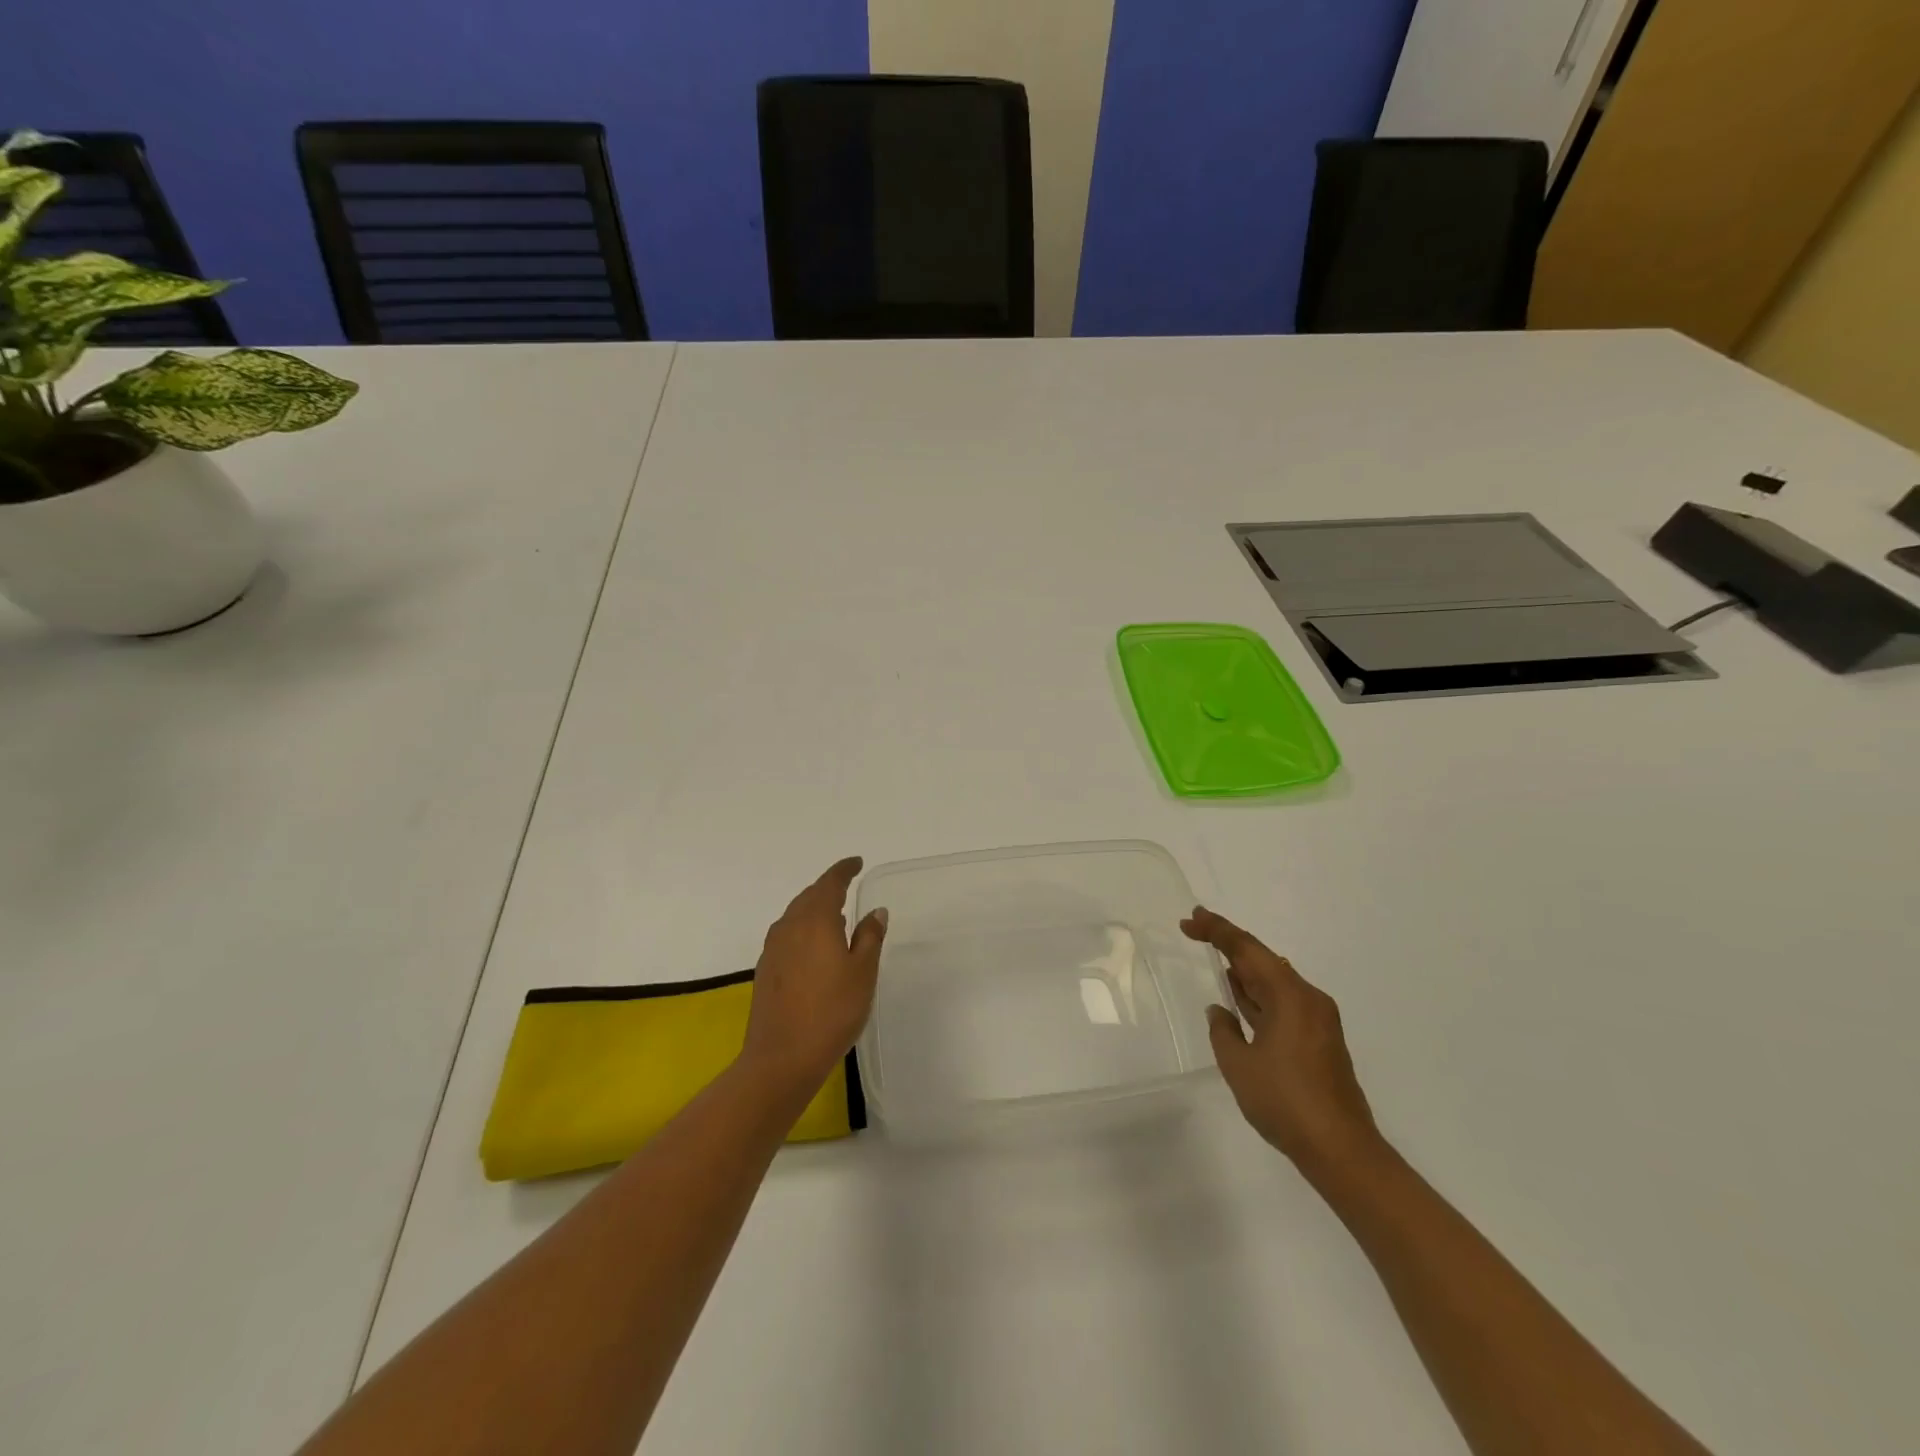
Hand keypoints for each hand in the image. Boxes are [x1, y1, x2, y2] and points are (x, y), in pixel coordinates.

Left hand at [740, 857, 887, 1102]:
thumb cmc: (832, 1011)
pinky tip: (814, 947)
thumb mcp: (863, 972)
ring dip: (814, 909)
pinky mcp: (766, 969)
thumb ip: (870, 936)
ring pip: (796, 915)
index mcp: (815, 919)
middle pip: (809, 896)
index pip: (830, 883)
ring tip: (835, 917)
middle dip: (828, 888)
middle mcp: (789, 926)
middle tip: (847, 887)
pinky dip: (803, 930)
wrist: (781, 1057)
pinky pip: (788, 935)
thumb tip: (875, 910)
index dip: (844, 870)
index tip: (857, 863)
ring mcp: (773, 948)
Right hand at [1182, 906, 1378, 1170]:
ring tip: (1215, 958)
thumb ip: (1223, 1030)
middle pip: (1263, 959)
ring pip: (1274, 981)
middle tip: (1195, 930)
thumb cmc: (1285, 1102)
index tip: (1190, 919)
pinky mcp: (1319, 1040)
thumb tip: (1220, 1011)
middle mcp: (1308, 999)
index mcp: (1290, 995)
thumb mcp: (1239, 1064)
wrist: (1341, 1150)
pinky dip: (1258, 995)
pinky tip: (1240, 998)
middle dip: (1229, 945)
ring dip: (1244, 970)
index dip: (1216, 930)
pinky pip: (1282, 1002)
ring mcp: (1317, 1020)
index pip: (1247, 949)